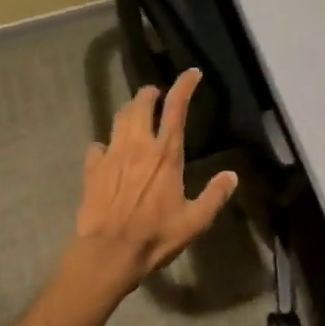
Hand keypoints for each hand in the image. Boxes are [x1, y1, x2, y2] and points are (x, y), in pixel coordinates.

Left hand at [72, 68, 237, 293]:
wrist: (109, 252)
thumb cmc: (156, 236)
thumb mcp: (195, 221)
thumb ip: (214, 196)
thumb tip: (231, 176)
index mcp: (166, 154)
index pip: (176, 107)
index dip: (184, 85)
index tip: (191, 73)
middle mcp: (138, 145)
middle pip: (141, 104)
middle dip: (149, 93)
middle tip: (155, 95)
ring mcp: (112, 154)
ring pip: (119, 118)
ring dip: (129, 110)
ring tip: (135, 114)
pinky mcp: (92, 168)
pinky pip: (97, 146)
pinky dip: (105, 144)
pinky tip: (107, 152)